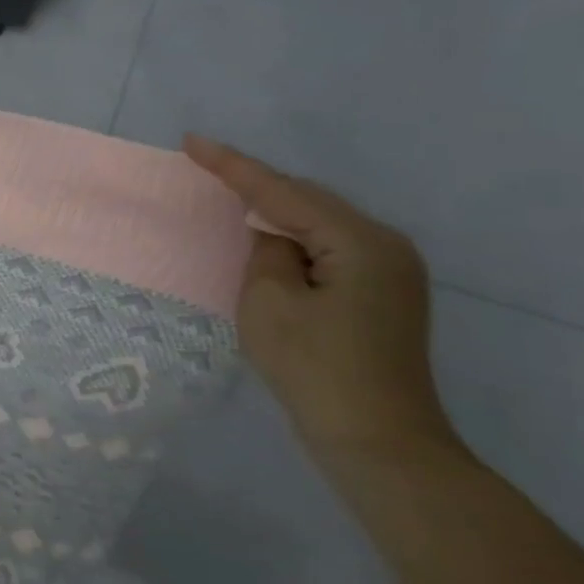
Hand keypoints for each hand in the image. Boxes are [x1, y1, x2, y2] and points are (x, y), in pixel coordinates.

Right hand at [184, 136, 458, 460]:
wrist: (378, 441)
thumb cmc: (316, 368)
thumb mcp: (269, 301)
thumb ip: (264, 250)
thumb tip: (270, 232)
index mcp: (360, 241)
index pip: (282, 191)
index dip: (232, 166)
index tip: (192, 141)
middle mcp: (386, 245)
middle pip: (307, 199)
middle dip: (256, 184)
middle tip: (204, 167)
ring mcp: (391, 270)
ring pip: (319, 222)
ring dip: (274, 211)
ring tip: (227, 197)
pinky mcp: (383, 294)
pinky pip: (328, 247)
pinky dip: (293, 238)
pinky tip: (266, 239)